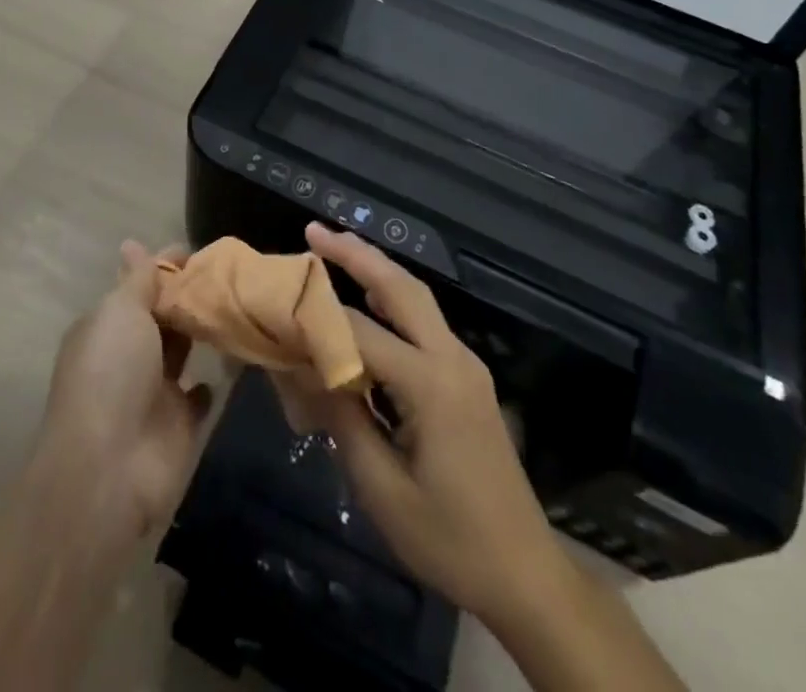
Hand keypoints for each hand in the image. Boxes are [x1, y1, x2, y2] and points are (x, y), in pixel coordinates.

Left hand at [34, 242, 212, 549]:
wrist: (110, 468)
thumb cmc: (112, 373)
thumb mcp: (121, 311)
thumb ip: (138, 280)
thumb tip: (132, 244)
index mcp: (106, 325)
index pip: (139, 285)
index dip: (166, 267)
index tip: (200, 252)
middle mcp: (127, 355)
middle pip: (162, 316)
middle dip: (188, 297)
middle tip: (231, 274)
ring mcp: (153, 391)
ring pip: (182, 350)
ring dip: (202, 332)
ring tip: (240, 304)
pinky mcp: (178, 424)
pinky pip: (199, 394)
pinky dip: (212, 378)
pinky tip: (237, 356)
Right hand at [273, 223, 557, 624]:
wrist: (526, 575)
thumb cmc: (451, 540)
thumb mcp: (383, 490)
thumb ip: (342, 420)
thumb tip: (304, 370)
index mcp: (431, 385)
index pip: (362, 335)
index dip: (317, 320)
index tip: (278, 305)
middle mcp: (452, 359)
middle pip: (401, 288)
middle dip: (357, 254)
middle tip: (315, 230)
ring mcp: (466, 365)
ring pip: (417, 298)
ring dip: (377, 269)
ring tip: (336, 248)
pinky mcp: (468, 378)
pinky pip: (424, 323)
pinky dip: (392, 300)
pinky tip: (369, 301)